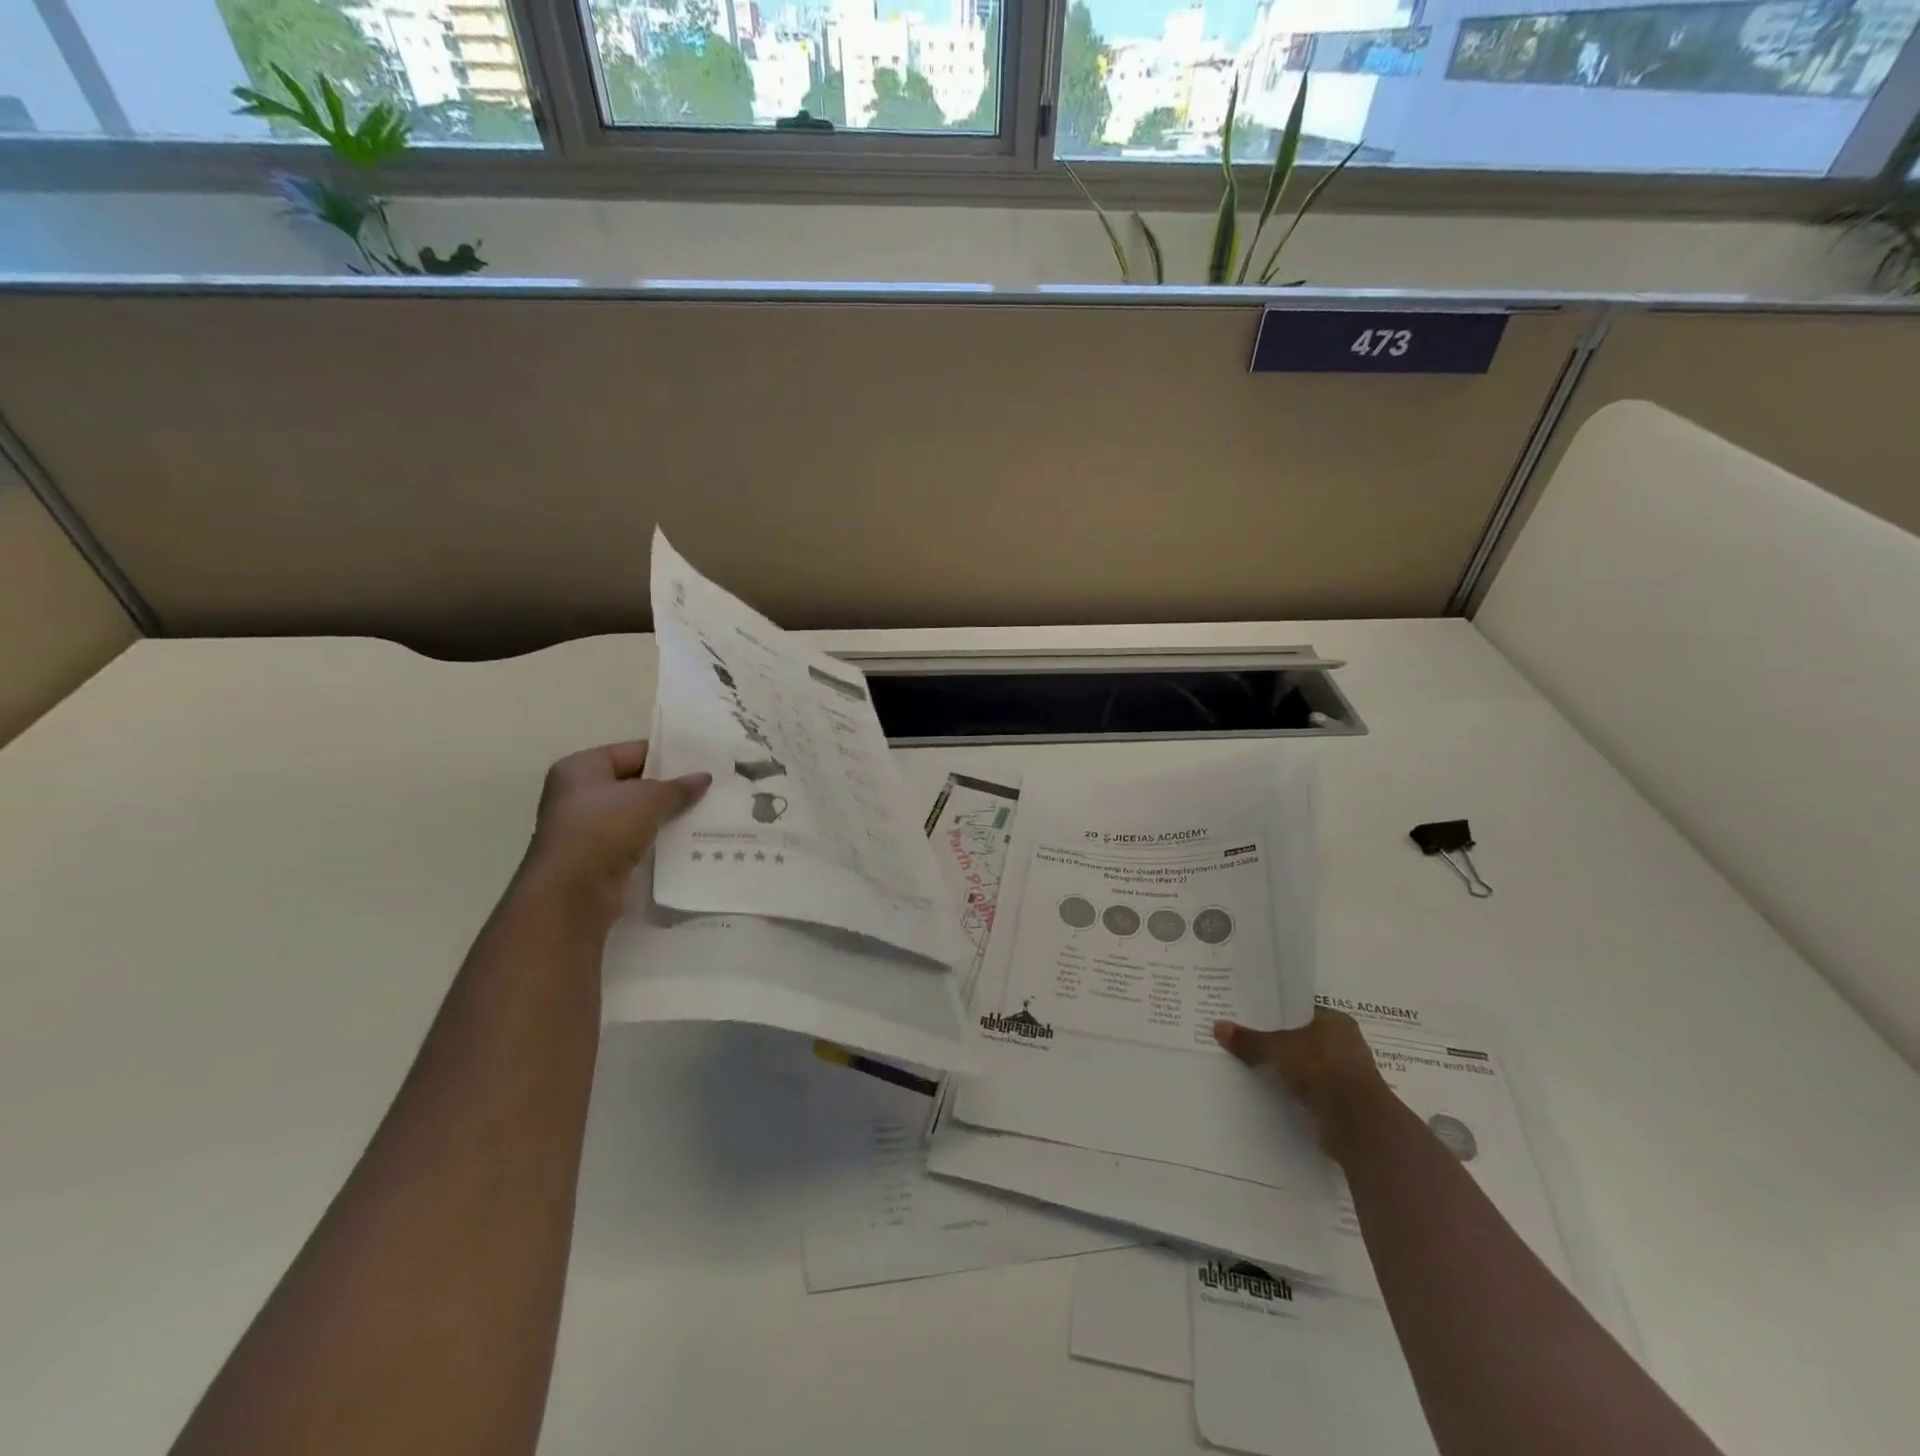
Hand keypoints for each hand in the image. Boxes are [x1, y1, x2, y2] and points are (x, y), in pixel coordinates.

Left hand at [524, 741, 709, 909]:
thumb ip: (678, 787)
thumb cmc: (604, 828)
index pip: (631, 752)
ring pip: (636, 815)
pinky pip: (634, 841)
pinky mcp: (597, 858)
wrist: (574, 890)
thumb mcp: (649, 799)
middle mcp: (578, 795)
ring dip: (665, 816)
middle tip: (708, 788)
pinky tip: (686, 841)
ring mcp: (586, 829)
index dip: (666, 756)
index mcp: (581, 769)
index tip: (700, 762)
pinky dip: (656, 840)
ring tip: (704, 814)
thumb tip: (704, 778)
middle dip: (669, 788)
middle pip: (633, 784)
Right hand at [1213, 1009, 1396, 1164]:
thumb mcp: (1277, 1048)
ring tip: (1251, 1066)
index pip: (1300, 1011)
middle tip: (1244, 1039)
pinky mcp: (1343, 1103)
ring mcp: (1346, 1076)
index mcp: (1336, 1021)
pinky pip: (1310, 1090)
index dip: (1275, 1013)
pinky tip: (1270, 1091)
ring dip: (1286, 1070)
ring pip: (1307, 1066)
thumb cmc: (1321, 1068)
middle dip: (1278, 1042)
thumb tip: (1217, 1026)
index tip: (1249, 1016)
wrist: (1358, 1123)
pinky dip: (1294, 1092)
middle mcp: (1345, 1044)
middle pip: (1303, 1039)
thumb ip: (1249, 1040)